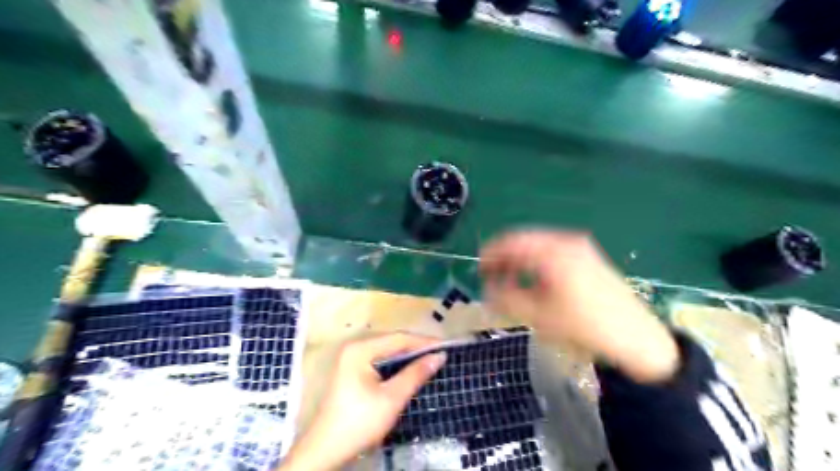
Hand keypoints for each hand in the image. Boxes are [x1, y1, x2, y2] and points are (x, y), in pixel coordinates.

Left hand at [278, 332, 444, 468]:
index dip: (423, 342)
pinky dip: (396, 363)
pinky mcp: (352, 369)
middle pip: (392, 341)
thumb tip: (438, 356)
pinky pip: (379, 359)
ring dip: (407, 355)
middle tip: (439, 354)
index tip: (445, 347)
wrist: (326, 449)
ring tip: (429, 359)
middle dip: (416, 347)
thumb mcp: (392, 398)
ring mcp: (351, 358)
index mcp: (361, 349)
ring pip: (386, 350)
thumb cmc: (360, 422)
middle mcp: (355, 347)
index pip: (398, 338)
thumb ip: (415, 374)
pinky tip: (409, 369)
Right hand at [483, 230, 677, 383]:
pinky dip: (538, 261)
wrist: (636, 338)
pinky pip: (553, 251)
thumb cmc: (583, 327)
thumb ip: (506, 298)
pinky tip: (535, 279)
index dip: (490, 254)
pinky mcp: (589, 256)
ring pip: (539, 245)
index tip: (479, 270)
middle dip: (505, 257)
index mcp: (551, 251)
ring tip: (511, 280)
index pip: (510, 242)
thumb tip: (488, 289)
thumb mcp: (537, 315)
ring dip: (521, 260)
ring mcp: (580, 246)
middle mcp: (566, 241)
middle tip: (492, 276)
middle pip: (524, 240)